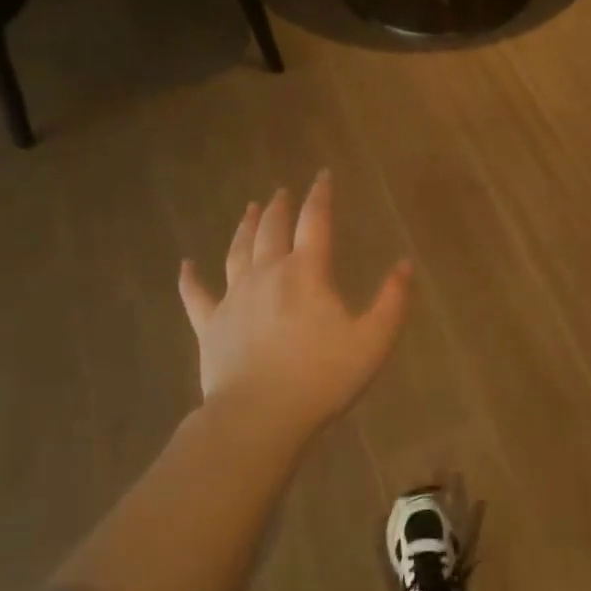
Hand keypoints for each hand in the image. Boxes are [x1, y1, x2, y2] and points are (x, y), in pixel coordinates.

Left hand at [179, 172, 411, 439]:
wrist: (259, 415)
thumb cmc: (322, 377)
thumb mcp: (373, 341)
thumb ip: (393, 301)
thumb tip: (404, 264)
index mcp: (307, 273)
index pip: (315, 222)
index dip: (320, 196)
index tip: (322, 175)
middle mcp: (267, 274)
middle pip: (272, 230)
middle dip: (280, 207)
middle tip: (282, 192)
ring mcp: (234, 298)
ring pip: (237, 251)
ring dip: (244, 227)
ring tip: (249, 209)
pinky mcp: (210, 324)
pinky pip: (196, 294)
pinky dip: (190, 278)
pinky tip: (186, 265)